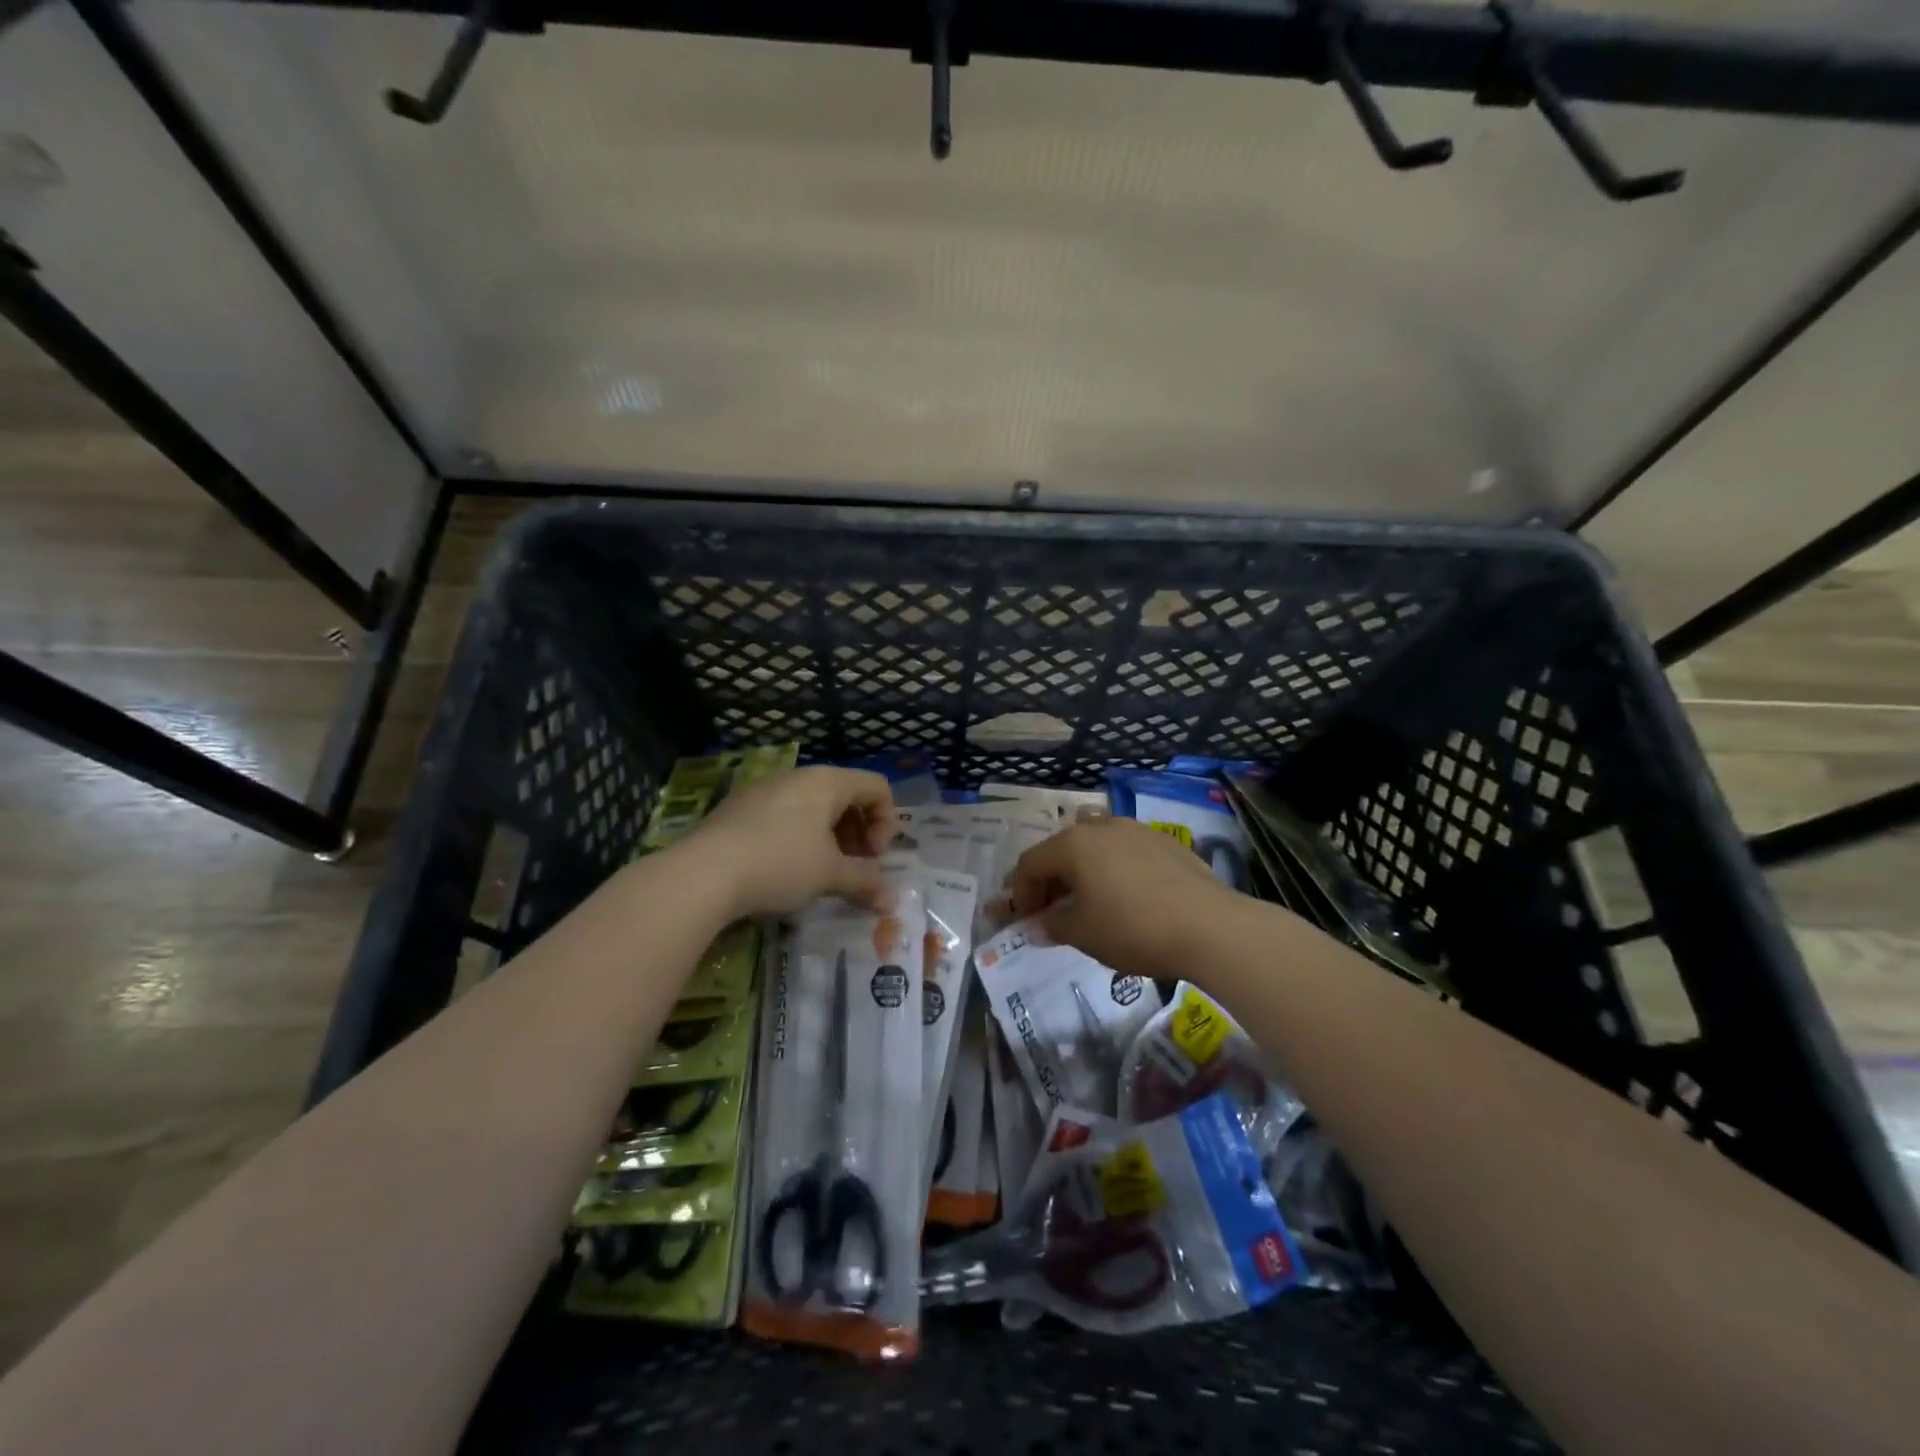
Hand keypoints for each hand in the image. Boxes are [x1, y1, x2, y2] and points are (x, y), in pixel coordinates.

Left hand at [680, 766, 896, 918]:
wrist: (702, 874)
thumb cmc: (779, 864)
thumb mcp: (829, 875)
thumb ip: (865, 882)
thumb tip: (891, 900)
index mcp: (827, 782)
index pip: (876, 787)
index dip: (886, 823)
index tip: (874, 857)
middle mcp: (798, 776)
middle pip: (846, 795)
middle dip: (859, 833)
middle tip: (854, 868)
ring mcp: (765, 789)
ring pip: (813, 806)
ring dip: (831, 838)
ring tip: (822, 872)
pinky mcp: (739, 808)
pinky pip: (785, 815)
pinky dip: (800, 837)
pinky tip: (786, 870)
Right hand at [1006, 816, 1240, 982]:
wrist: (1209, 927)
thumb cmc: (1133, 928)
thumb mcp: (1083, 934)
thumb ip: (1052, 926)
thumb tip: (1038, 925)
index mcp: (1073, 844)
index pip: (1030, 863)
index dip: (1019, 893)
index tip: (1022, 920)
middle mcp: (1101, 826)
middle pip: (1061, 850)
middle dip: (1049, 882)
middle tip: (1048, 913)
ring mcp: (1136, 830)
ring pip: (1095, 848)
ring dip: (1081, 873)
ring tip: (1086, 904)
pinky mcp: (1166, 843)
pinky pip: (1124, 853)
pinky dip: (1112, 871)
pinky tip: (1124, 898)